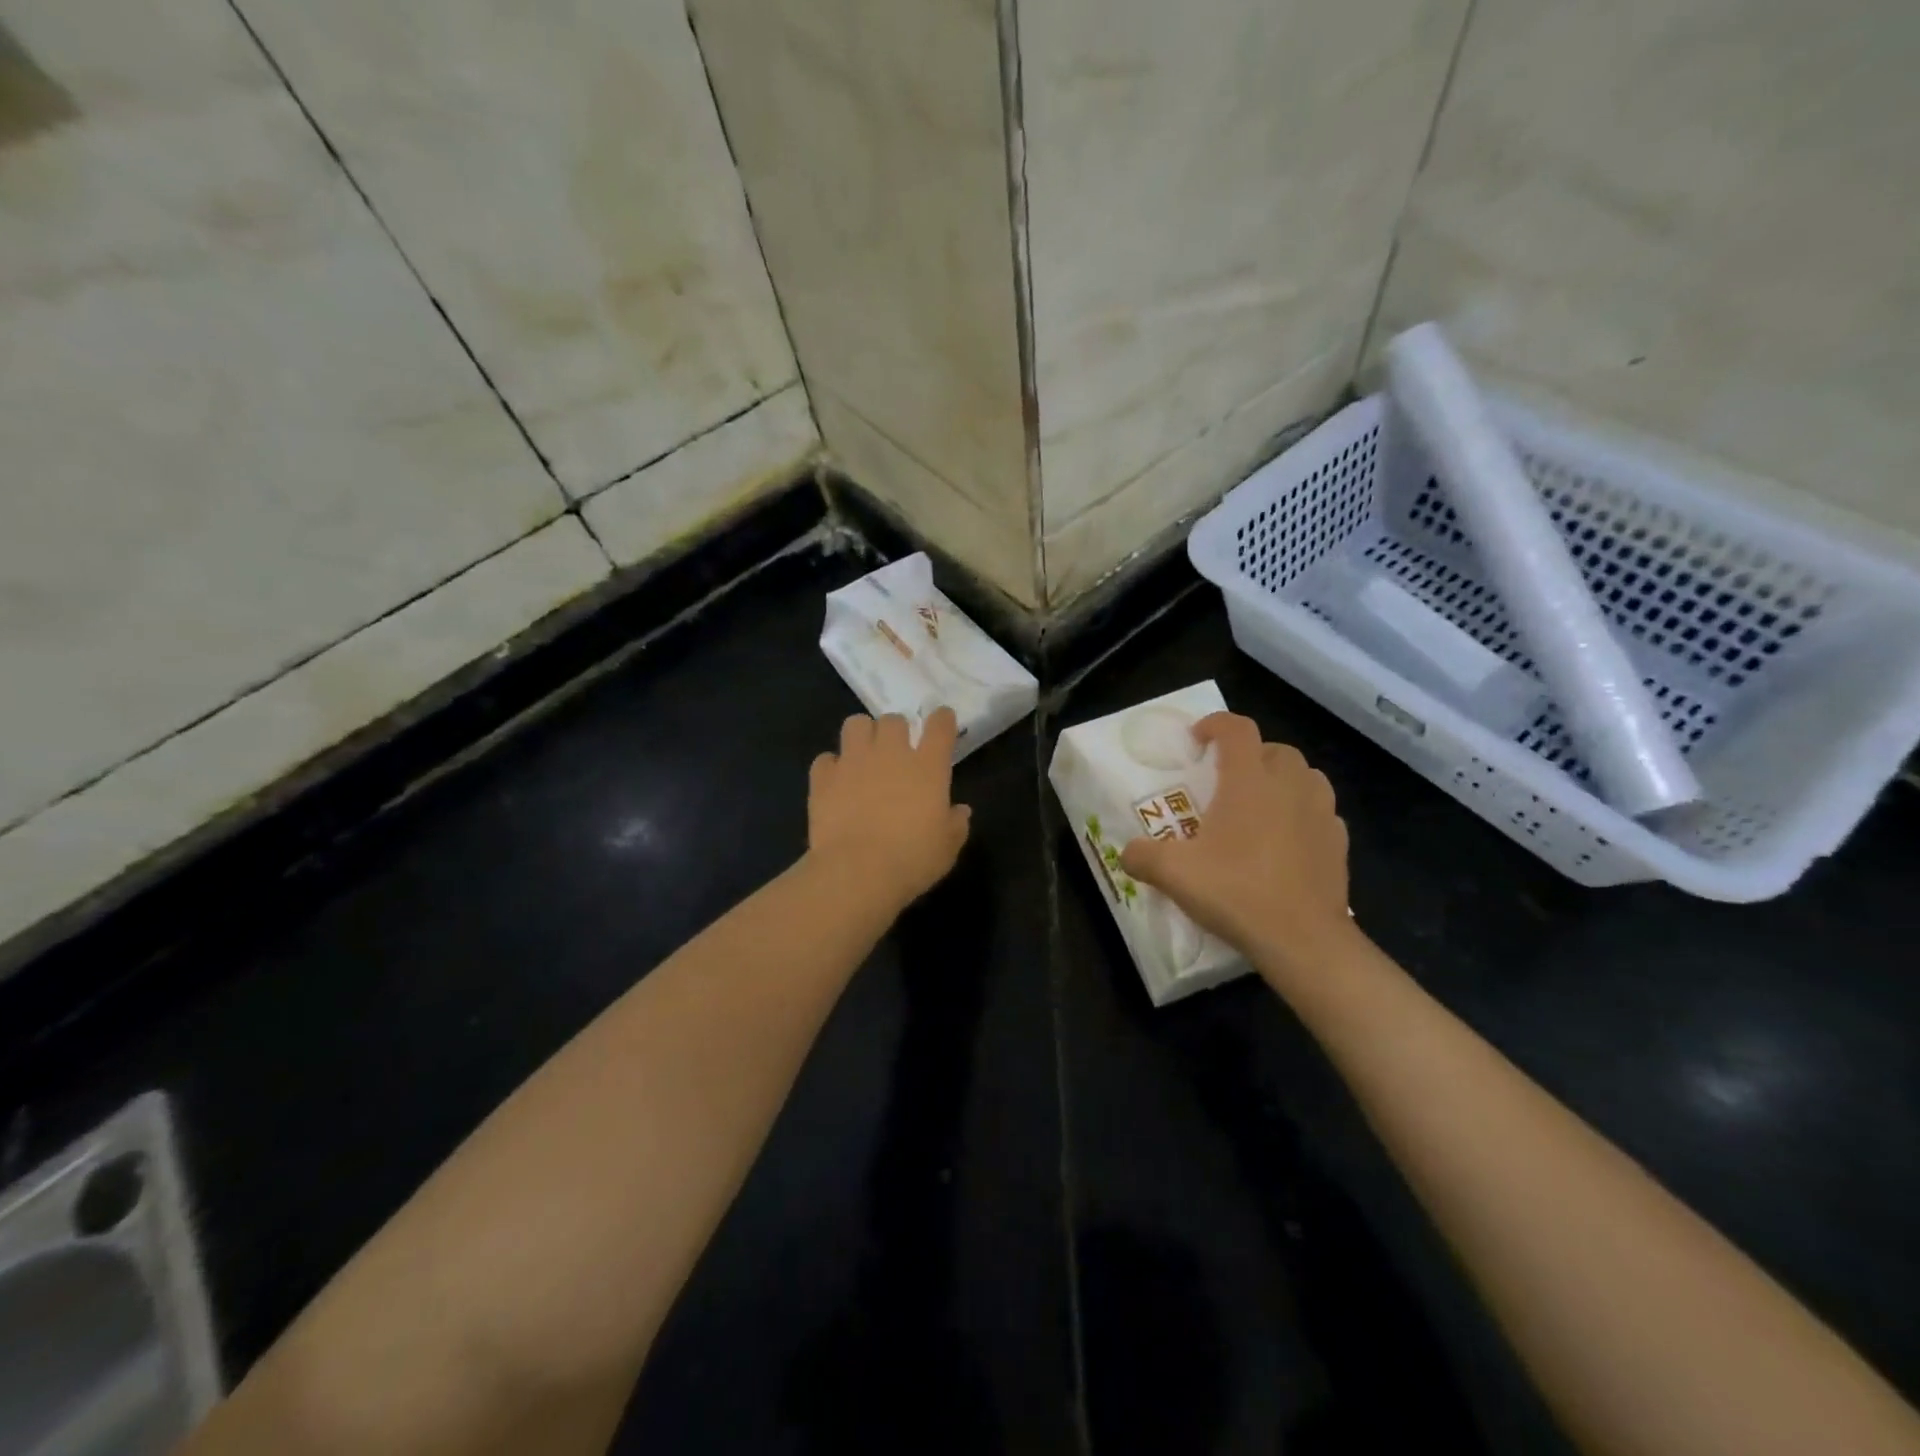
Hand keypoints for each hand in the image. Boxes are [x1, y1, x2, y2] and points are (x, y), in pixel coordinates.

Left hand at [808, 709, 971, 911]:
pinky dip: (831, 767)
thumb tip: (960, 811)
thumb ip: (956, 824)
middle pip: (893, 720)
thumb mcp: (947, 847)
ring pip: (856, 724)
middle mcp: (890, 754)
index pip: (940, 726)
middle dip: (896, 730)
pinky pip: (826, 759)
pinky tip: (836, 783)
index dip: (942, 719)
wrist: (857, 872)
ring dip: (862, 735)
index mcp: (928, 767)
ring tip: (863, 755)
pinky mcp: (823, 778)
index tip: (942, 721)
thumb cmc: (912, 859)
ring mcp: (853, 762)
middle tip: (896, 751)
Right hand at [1121, 713, 1350, 979]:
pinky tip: (1287, 841)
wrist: (1302, 940)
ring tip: (1261, 806)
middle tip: (1227, 780)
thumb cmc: (1236, 892)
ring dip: (1283, 781)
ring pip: (1306, 777)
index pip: (1237, 729)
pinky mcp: (1339, 843)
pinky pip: (1322, 813)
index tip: (1197, 739)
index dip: (1215, 724)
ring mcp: (1321, 813)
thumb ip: (1142, 856)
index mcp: (1249, 781)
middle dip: (1251, 755)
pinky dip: (1303, 815)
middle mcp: (1289, 786)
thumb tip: (1127, 853)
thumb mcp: (1174, 874)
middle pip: (1275, 750)